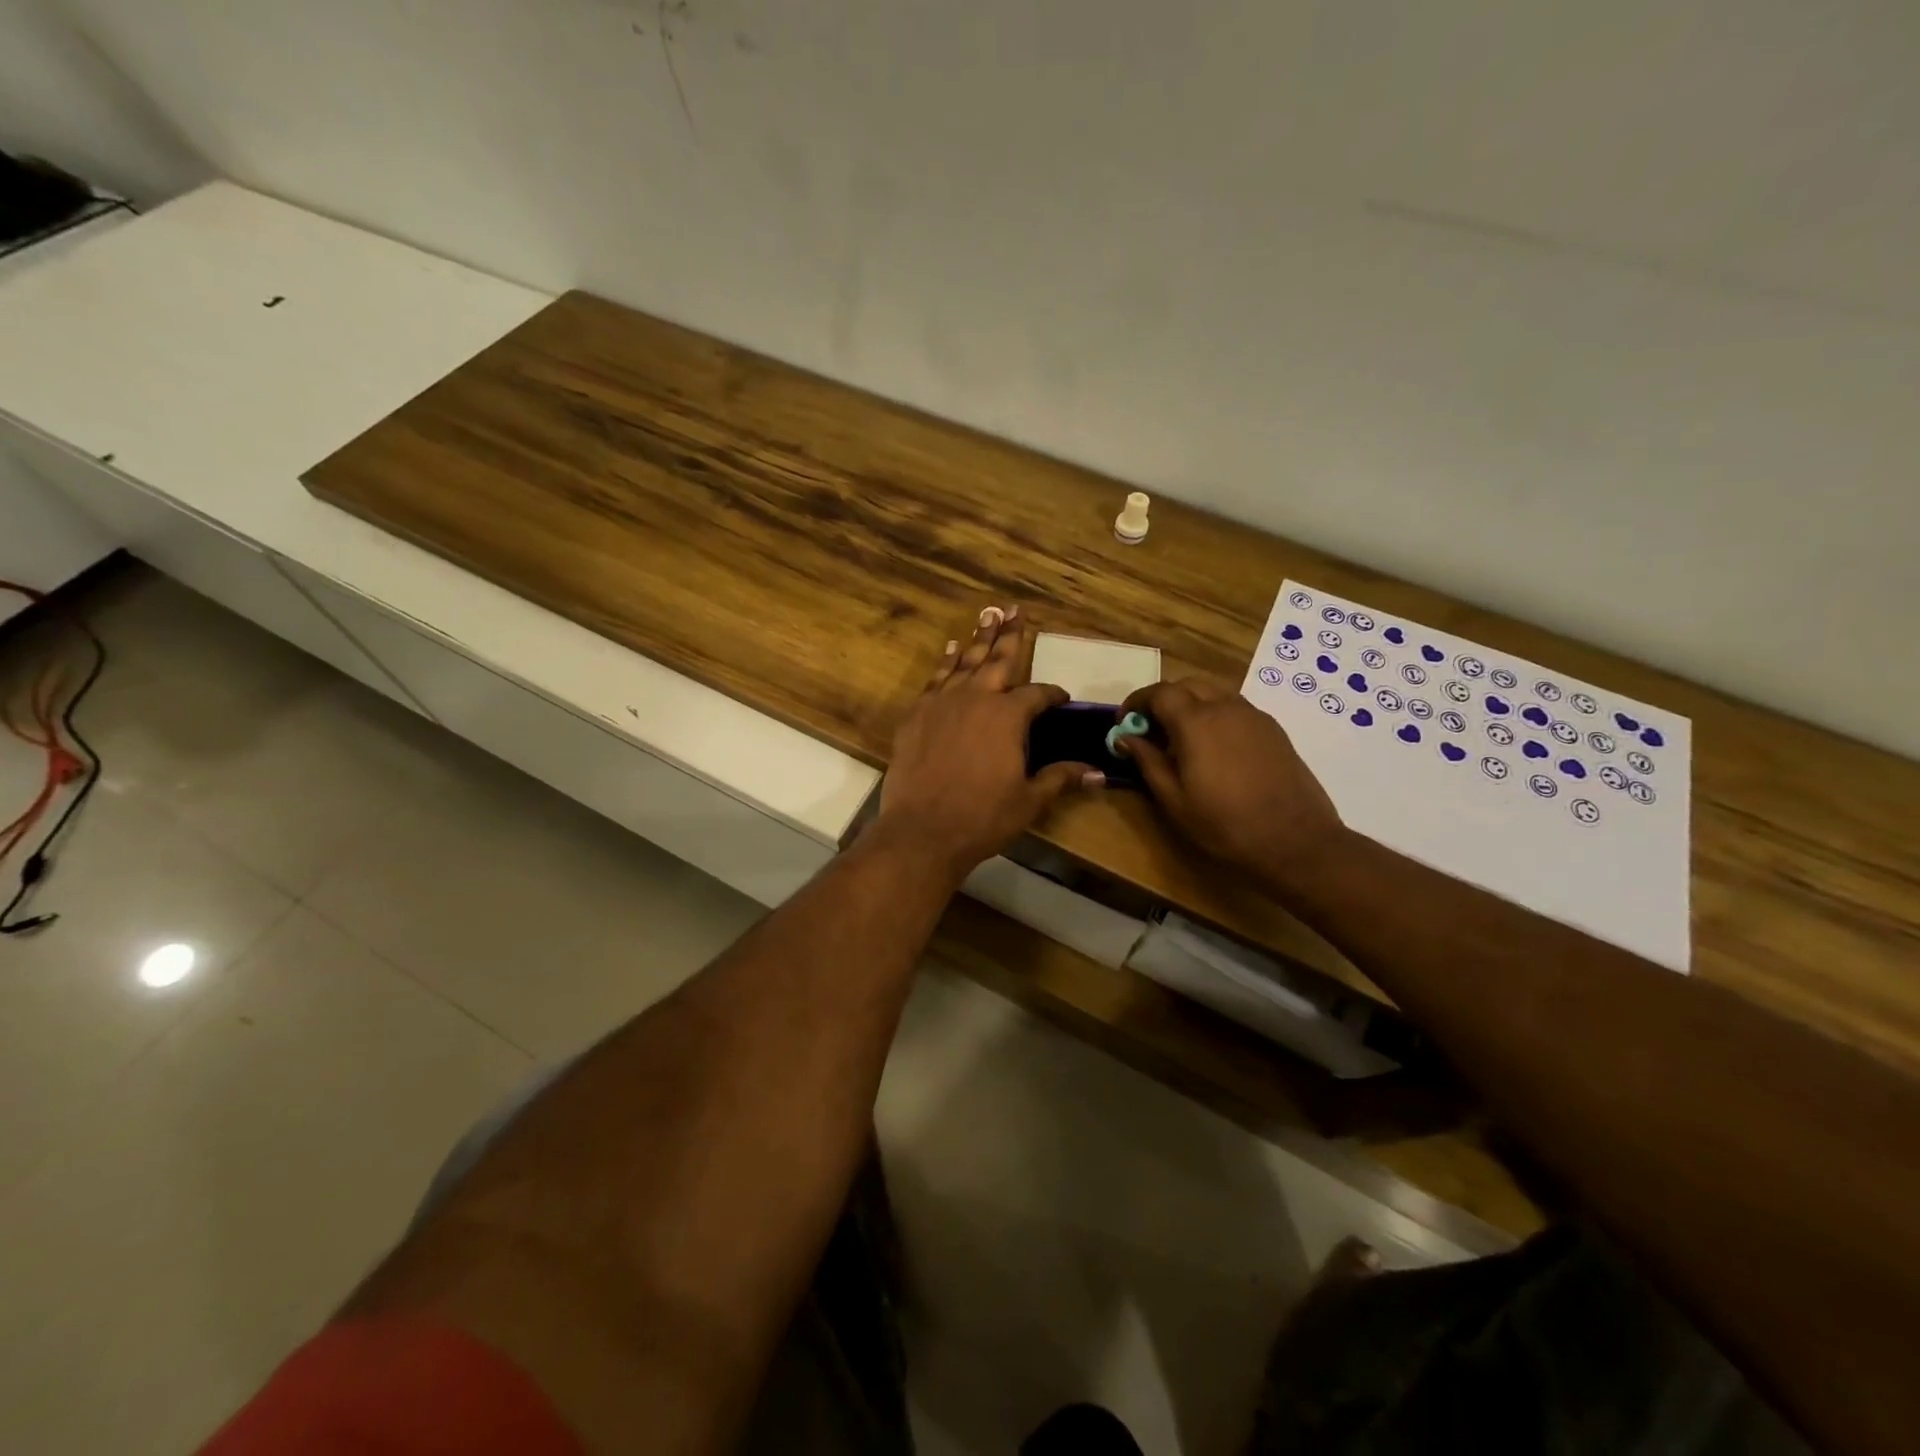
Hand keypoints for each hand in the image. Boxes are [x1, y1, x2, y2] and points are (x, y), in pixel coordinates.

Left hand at [873, 606, 1102, 879]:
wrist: (922, 830)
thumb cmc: (983, 817)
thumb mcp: (1029, 800)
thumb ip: (1060, 778)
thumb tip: (1097, 773)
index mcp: (1008, 716)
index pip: (1037, 694)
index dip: (1052, 694)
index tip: (1060, 697)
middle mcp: (976, 698)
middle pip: (998, 659)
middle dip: (1010, 635)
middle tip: (1014, 610)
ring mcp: (942, 703)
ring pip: (964, 662)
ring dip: (977, 639)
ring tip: (987, 615)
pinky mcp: (916, 714)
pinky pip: (935, 679)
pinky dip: (945, 663)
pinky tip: (951, 651)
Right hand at [1117, 678, 1342, 882]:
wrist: (1295, 841)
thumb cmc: (1225, 824)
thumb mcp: (1174, 799)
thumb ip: (1147, 761)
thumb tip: (1125, 737)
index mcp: (1196, 721)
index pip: (1159, 692)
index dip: (1137, 702)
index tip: (1124, 722)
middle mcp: (1226, 707)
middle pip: (1187, 684)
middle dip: (1163, 699)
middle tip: (1150, 729)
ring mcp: (1254, 716)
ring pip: (1214, 692)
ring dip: (1191, 703)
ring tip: (1181, 737)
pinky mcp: (1273, 730)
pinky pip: (1235, 707)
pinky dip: (1215, 714)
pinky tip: (1213, 747)